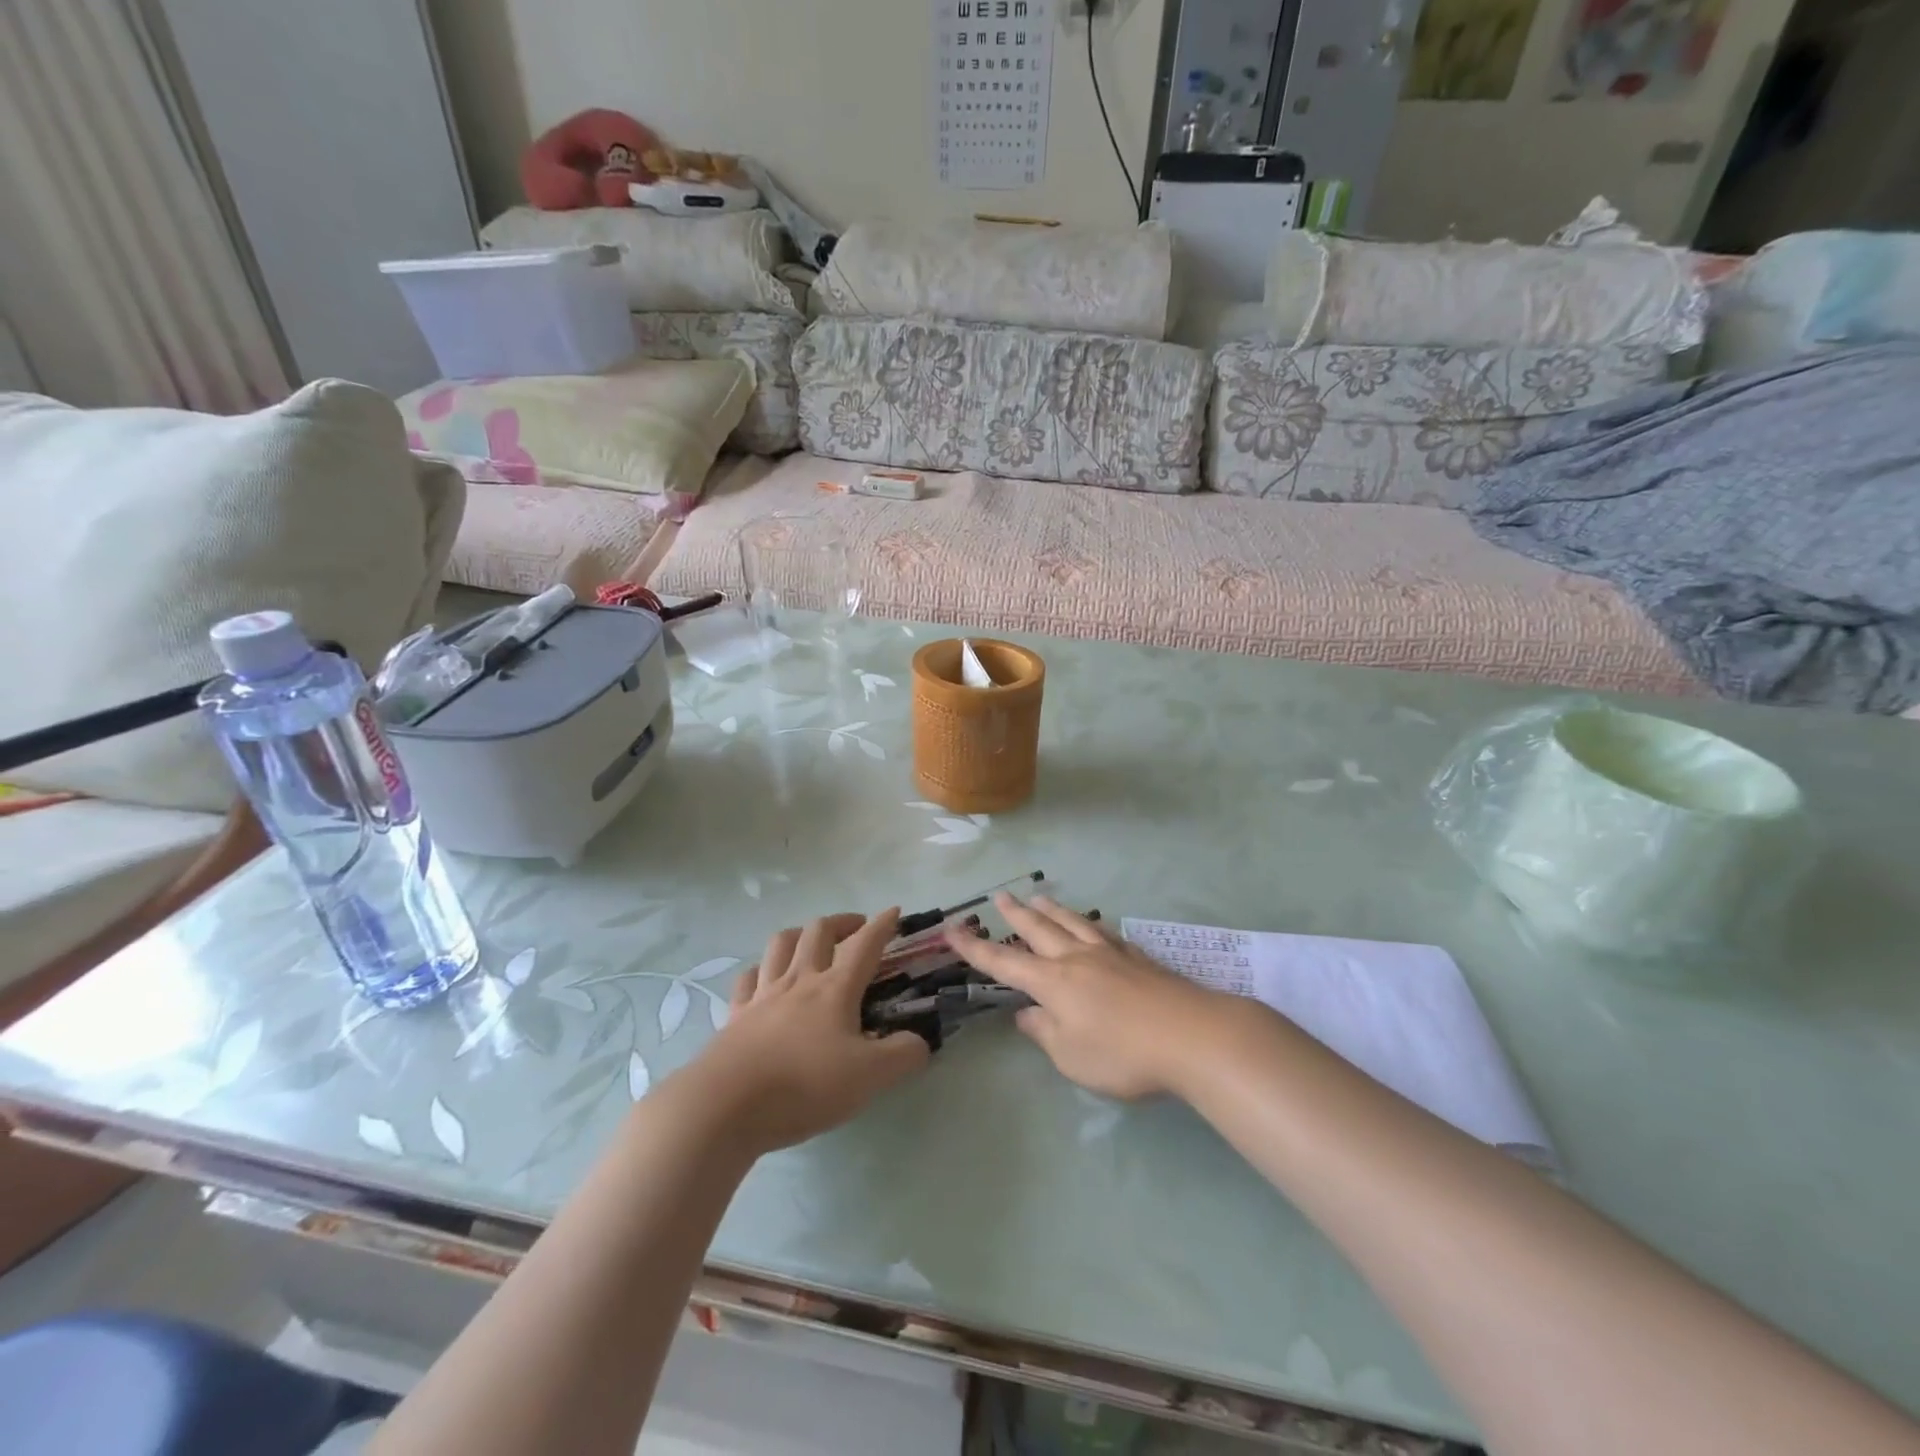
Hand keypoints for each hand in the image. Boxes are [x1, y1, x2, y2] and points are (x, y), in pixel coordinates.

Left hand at [689, 909, 929, 1153]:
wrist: (726, 1105)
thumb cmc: (804, 1085)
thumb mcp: (870, 1077)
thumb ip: (904, 1056)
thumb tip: (920, 1042)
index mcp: (835, 989)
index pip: (864, 945)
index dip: (882, 925)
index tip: (894, 911)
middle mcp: (799, 980)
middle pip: (818, 932)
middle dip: (841, 921)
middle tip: (856, 928)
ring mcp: (763, 995)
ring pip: (781, 944)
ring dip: (800, 933)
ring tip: (811, 940)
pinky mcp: (735, 1016)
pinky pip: (747, 978)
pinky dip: (760, 970)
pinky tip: (764, 977)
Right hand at [944, 895, 1230, 1099]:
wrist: (1191, 1035)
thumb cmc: (1123, 1054)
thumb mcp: (1072, 1057)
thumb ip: (1045, 1033)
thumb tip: (1027, 1013)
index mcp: (1053, 983)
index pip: (1005, 961)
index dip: (976, 948)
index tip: (952, 930)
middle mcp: (1076, 959)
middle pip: (1040, 929)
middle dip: (1016, 913)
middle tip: (1000, 895)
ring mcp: (1109, 954)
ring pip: (1072, 922)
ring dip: (1050, 909)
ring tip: (1039, 896)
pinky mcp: (1137, 957)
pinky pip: (1101, 931)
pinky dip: (1086, 922)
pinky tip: (1091, 923)